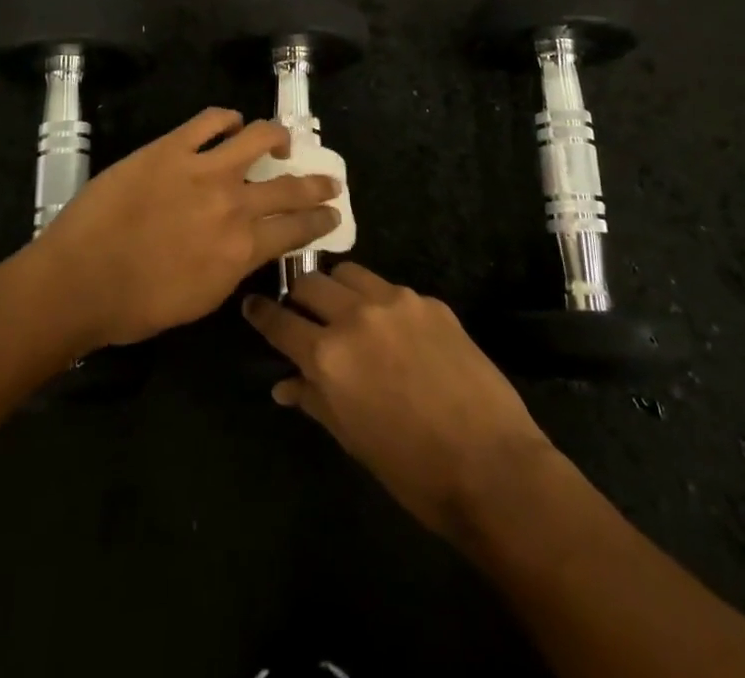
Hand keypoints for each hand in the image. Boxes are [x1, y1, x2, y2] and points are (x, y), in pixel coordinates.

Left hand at [34, 108, 340, 349]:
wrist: (79, 279)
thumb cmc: (136, 305)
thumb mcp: (202, 299)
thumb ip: (234, 266)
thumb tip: (249, 244)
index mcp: (242, 249)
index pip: (297, 229)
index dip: (320, 220)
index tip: (333, 213)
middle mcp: (233, 203)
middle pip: (290, 186)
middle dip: (317, 183)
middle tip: (329, 180)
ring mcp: (203, 169)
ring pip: (258, 137)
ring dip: (278, 136)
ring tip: (282, 139)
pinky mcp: (171, 147)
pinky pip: (209, 120)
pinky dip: (227, 118)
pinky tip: (231, 122)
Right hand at [243, 265, 553, 541]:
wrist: (492, 466)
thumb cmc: (412, 470)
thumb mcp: (352, 439)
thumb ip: (314, 400)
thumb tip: (285, 384)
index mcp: (328, 355)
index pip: (279, 321)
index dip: (261, 312)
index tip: (252, 304)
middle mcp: (355, 316)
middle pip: (310, 283)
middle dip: (298, 295)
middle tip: (300, 310)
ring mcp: (395, 302)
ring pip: (349, 273)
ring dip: (338, 288)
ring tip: (344, 309)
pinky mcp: (429, 301)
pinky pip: (390, 290)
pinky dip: (379, 302)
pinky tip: (393, 330)